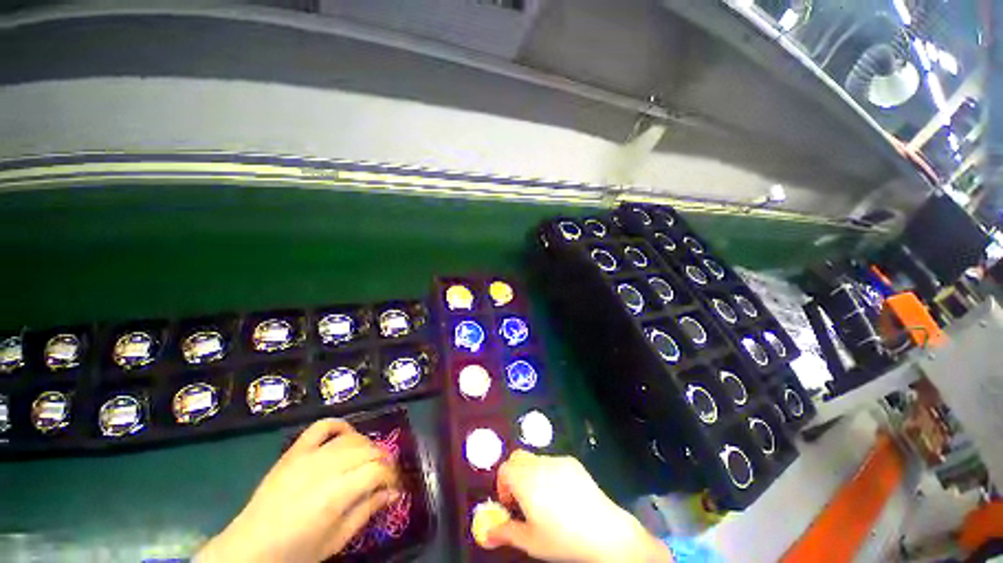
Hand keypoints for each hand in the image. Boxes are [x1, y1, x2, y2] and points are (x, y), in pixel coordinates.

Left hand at [197, 419, 400, 562]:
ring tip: (367, 460)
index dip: (392, 476)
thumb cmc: (296, 551)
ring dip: (367, 445)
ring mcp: (309, 456)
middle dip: (383, 460)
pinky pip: (322, 426)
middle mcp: (326, 468)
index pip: (378, 470)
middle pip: (369, 450)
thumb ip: (366, 511)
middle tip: (384, 475)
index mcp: (336, 494)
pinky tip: (346, 436)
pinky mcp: (295, 451)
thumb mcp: (336, 540)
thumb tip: (392, 492)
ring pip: (352, 438)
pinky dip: (339, 425)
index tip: (394, 486)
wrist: (249, 549)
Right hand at [482, 450, 671, 562]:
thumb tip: (487, 533)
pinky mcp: (573, 463)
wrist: (604, 532)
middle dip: (515, 475)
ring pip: (535, 459)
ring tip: (543, 500)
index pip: (504, 469)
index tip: (510, 505)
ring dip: (532, 474)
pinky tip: (562, 495)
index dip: (502, 486)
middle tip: (522, 499)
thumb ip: (505, 532)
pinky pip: (553, 462)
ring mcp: (558, 461)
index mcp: (525, 480)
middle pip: (518, 458)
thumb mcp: (530, 541)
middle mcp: (540, 464)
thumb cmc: (563, 539)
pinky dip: (549, 473)